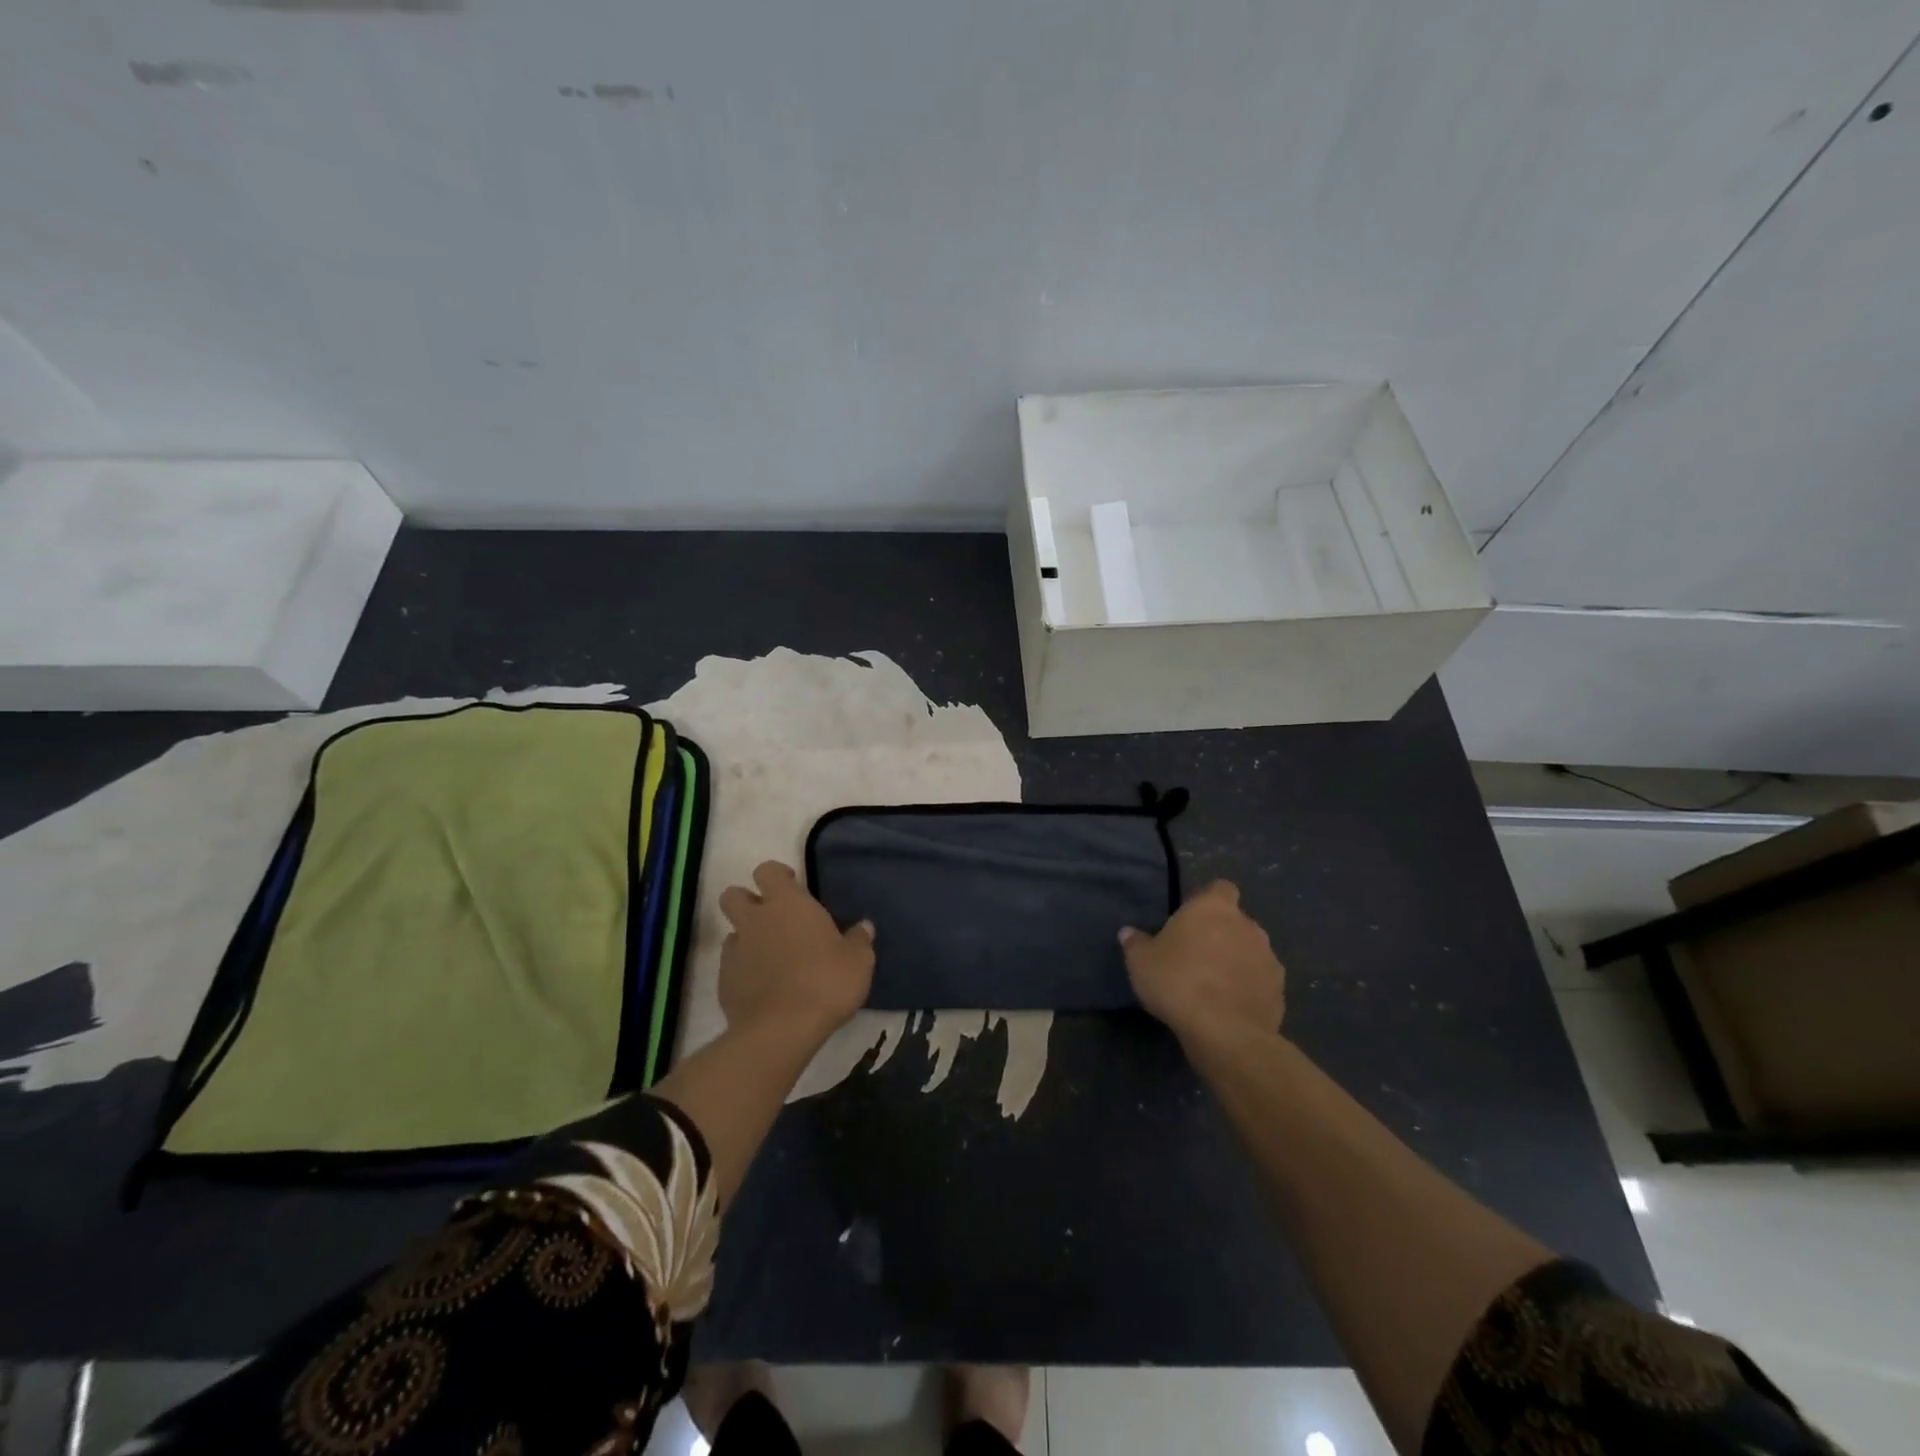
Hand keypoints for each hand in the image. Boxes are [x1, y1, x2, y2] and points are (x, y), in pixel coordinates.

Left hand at [717, 861, 874, 1040]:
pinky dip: (744, 971)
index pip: (767, 870)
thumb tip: (864, 927)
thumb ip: (859, 940)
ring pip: (732, 932)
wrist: (781, 1030)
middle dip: (747, 900)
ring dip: (747, 938)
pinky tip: (764, 988)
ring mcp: (735, 951)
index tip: (791, 886)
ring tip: (771, 958)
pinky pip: (731, 966)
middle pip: (734, 895)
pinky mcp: (724, 982)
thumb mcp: (858, 961)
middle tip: (772, 918)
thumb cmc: (826, 982)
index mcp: (787, 904)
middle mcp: (755, 920)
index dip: (777, 875)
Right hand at [1120, 880, 1284, 1044]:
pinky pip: (1260, 981)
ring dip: (1236, 961)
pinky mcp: (1280, 990)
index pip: (1220, 888)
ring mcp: (1269, 957)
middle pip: (1236, 921)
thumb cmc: (1178, 982)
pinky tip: (1230, 1006)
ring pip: (1250, 951)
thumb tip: (1128, 932)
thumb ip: (1135, 943)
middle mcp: (1247, 925)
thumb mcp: (1140, 962)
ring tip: (1214, 985)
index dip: (1207, 900)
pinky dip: (1248, 988)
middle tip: (1196, 956)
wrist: (1225, 1032)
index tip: (1191, 919)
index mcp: (1214, 907)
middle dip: (1221, 934)